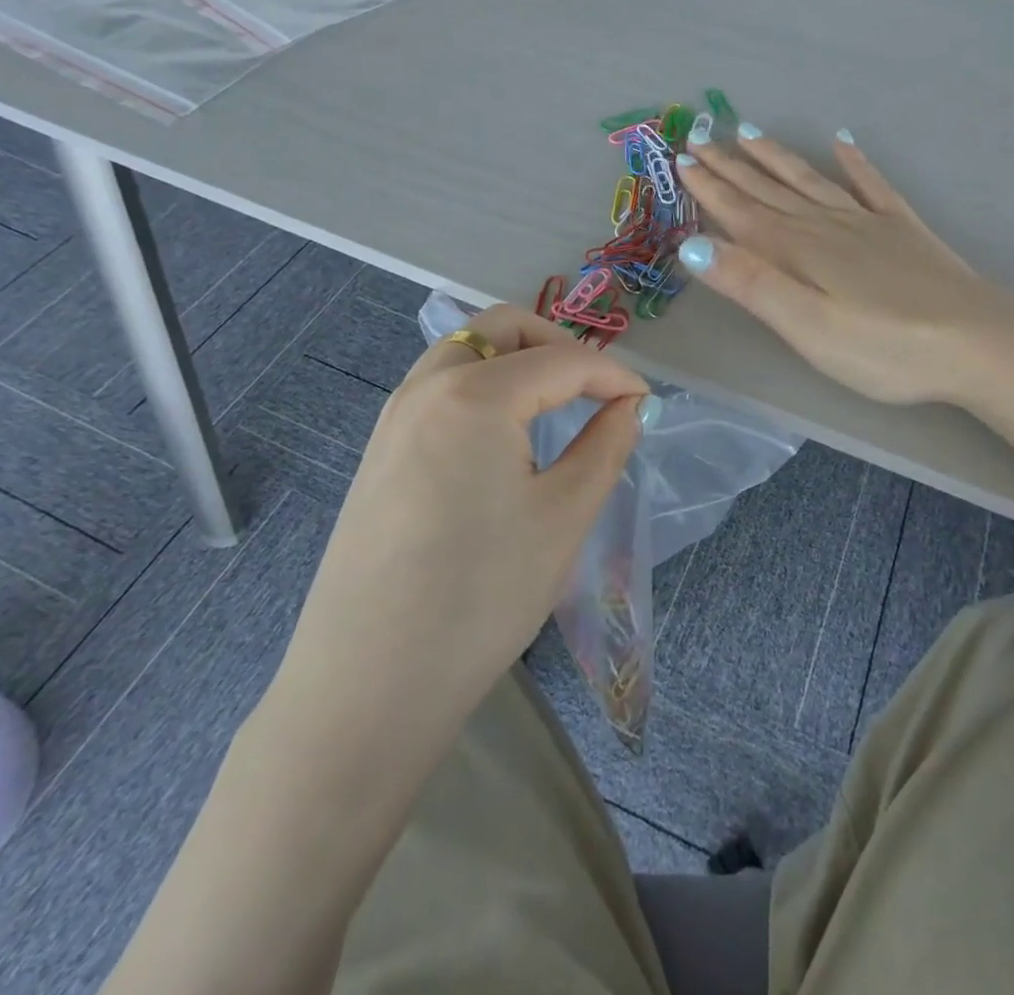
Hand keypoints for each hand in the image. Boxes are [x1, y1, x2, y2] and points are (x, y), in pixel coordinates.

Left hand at [273, 305, 651, 729]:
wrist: (368, 685)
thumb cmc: (481, 596)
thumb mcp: (564, 516)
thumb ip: (605, 445)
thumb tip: (627, 406)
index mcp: (474, 394)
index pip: (562, 359)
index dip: (613, 374)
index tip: (645, 401)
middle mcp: (426, 387)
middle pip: (502, 328)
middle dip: (558, 344)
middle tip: (594, 389)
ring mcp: (393, 417)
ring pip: (465, 352)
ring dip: (516, 360)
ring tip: (554, 407)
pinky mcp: (379, 451)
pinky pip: (439, 387)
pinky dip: (483, 386)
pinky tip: (503, 438)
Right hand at [678, 129, 1013, 405]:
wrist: (978, 342)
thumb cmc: (884, 347)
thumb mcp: (807, 327)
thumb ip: (752, 284)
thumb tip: (693, 243)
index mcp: (799, 250)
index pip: (742, 212)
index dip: (710, 188)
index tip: (682, 159)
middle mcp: (828, 225)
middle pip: (771, 190)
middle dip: (732, 166)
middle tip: (701, 137)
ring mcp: (869, 223)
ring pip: (811, 180)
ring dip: (778, 158)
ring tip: (751, 132)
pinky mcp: (903, 230)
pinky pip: (872, 185)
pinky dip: (855, 163)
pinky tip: (844, 142)